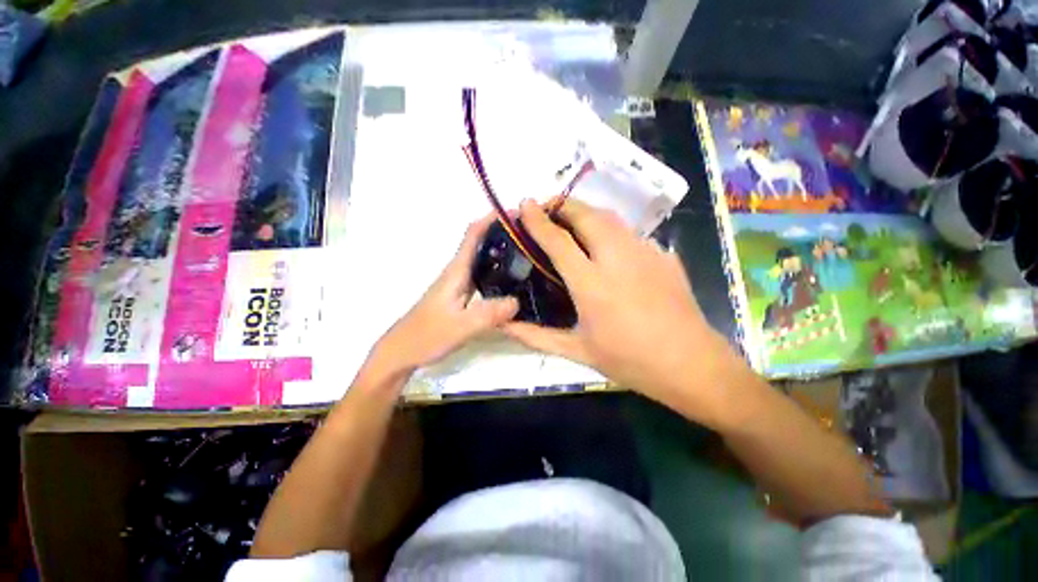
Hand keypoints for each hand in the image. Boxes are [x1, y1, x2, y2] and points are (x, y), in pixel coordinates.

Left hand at [370, 214, 518, 375]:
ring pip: (482, 258)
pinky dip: (498, 269)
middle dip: (502, 232)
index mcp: (456, 271)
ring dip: (501, 250)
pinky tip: (512, 279)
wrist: (402, 351)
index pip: (472, 235)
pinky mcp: (460, 295)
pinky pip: (482, 275)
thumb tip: (518, 300)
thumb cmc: (426, 336)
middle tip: (531, 234)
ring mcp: (458, 284)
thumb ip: (488, 314)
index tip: (516, 213)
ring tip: (527, 252)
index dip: (492, 219)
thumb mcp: (460, 327)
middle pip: (480, 242)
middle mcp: (457, 272)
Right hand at [504, 199, 733, 417]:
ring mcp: (645, 253)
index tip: (524, 204)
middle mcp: (617, 259)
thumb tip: (504, 326)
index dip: (537, 219)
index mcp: (591, 284)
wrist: (690, 363)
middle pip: (586, 215)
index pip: (558, 241)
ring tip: (571, 221)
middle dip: (563, 205)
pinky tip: (606, 247)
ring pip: (610, 218)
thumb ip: (536, 336)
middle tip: (547, 208)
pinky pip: (630, 234)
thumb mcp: (577, 351)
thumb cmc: (629, 360)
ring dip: (586, 213)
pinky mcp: (663, 255)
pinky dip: (610, 231)